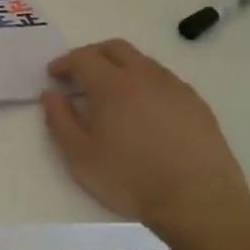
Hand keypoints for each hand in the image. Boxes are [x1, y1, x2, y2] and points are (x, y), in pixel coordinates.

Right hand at [41, 39, 249, 233]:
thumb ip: (60, 120)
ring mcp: (175, 87)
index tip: (54, 74)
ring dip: (121, 67)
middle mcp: (145, 76)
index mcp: (113, 85)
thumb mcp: (81, 157)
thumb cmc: (131, 179)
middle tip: (79, 74)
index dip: (65, 62)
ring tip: (111, 93)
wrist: (199, 201)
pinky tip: (145, 110)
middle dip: (92, 55)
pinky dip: (146, 84)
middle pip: (115, 48)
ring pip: (143, 62)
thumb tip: (50, 94)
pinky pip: (165, 81)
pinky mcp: (197, 104)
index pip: (84, 58)